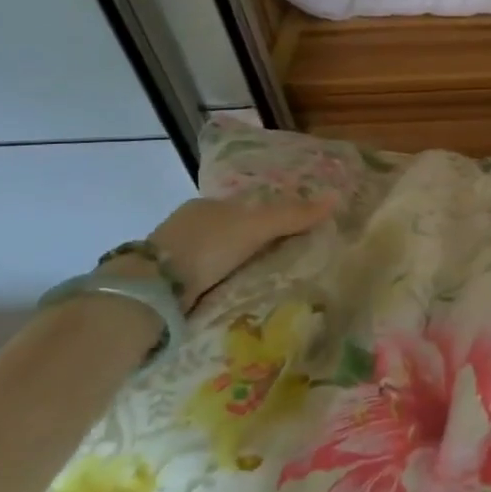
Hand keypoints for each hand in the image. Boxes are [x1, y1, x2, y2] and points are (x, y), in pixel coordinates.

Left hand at [144, 195, 333, 308]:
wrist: (153, 287)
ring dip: (233, 267)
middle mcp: (188, 225)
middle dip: (251, 244)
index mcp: (207, 205)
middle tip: (281, 261)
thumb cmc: (207, 245)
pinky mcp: (166, 283)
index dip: (268, 218)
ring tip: (261, 281)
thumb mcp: (257, 226)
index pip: (245, 208)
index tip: (290, 235)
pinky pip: (201, 279)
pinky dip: (217, 284)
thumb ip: (293, 215)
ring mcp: (173, 255)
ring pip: (214, 257)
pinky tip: (231, 293)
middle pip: (230, 232)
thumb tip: (337, 197)